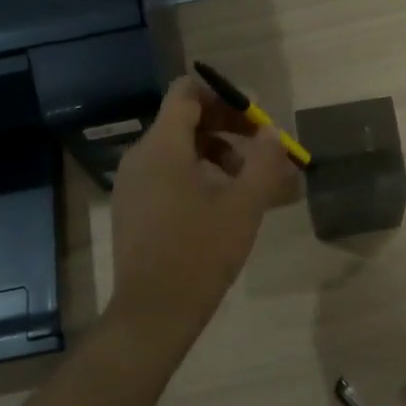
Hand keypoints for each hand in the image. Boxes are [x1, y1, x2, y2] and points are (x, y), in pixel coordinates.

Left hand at [106, 75, 291, 355]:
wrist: (153, 313)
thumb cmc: (200, 253)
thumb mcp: (244, 206)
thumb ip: (264, 162)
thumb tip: (273, 133)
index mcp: (162, 146)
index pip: (186, 92)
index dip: (223, 95)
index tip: (255, 117)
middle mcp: (140, 156)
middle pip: (184, 119)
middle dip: (226, 126)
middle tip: (262, 148)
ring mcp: (132, 183)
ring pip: (177, 148)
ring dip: (216, 152)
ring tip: (249, 180)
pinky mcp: (132, 207)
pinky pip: (166, 173)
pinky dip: (196, 174)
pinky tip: (222, 203)